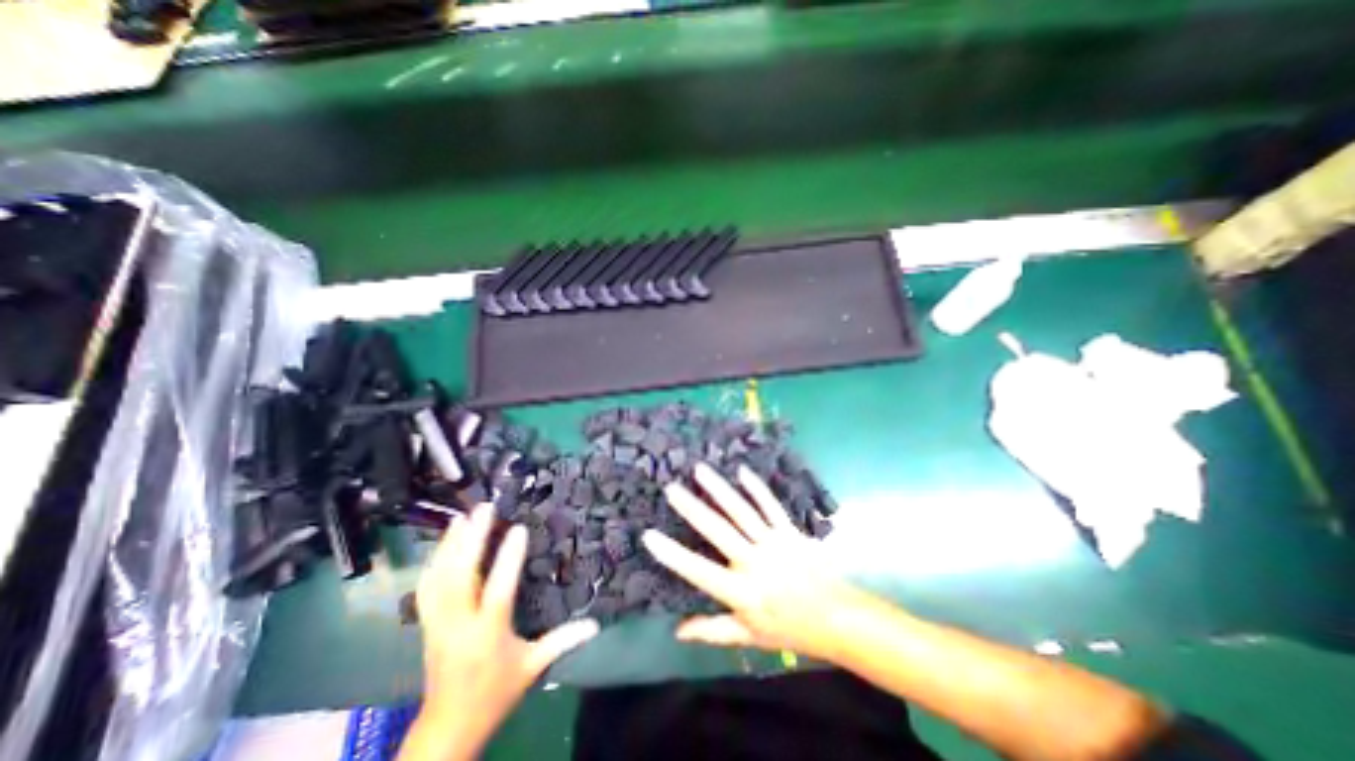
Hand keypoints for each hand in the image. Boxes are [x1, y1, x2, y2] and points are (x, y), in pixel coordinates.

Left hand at [397, 501, 593, 757]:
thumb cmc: (496, 692)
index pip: (499, 589)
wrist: (448, 726)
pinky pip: (427, 588)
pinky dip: (434, 561)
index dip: (509, 558)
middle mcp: (459, 623)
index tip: (518, 528)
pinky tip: (442, 544)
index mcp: (489, 632)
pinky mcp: (427, 624)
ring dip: (450, 544)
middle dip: (472, 539)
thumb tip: (596, 625)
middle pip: (461, 575)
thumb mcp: (532, 666)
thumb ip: (563, 641)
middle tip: (483, 509)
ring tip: (462, 517)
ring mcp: (438, 623)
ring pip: (440, 577)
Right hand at [642, 460, 862, 661]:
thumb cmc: (789, 629)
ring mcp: (773, 542)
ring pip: (742, 511)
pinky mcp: (790, 530)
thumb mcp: (748, 637)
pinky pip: (771, 505)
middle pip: (719, 531)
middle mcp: (754, 563)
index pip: (700, 572)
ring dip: (719, 489)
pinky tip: (741, 471)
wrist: (837, 618)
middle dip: (692, 508)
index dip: (673, 555)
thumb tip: (677, 630)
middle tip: (671, 489)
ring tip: (700, 470)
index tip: (650, 535)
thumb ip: (713, 631)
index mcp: (741, 593)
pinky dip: (756, 488)